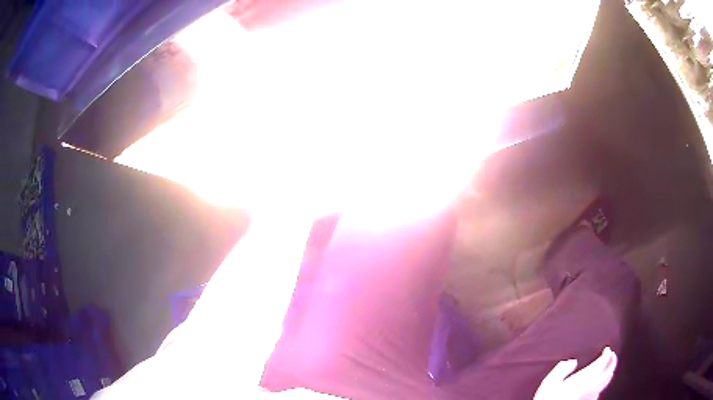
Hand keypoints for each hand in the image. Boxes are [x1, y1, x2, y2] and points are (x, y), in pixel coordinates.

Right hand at [534, 347, 617, 399]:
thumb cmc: (548, 399)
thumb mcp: (550, 382)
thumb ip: (562, 369)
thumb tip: (572, 361)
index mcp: (584, 378)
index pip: (602, 363)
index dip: (607, 354)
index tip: (607, 349)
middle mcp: (590, 387)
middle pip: (608, 372)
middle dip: (612, 362)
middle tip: (612, 355)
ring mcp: (590, 396)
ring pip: (605, 383)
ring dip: (610, 373)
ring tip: (610, 368)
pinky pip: (599, 392)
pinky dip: (602, 385)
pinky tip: (599, 387)